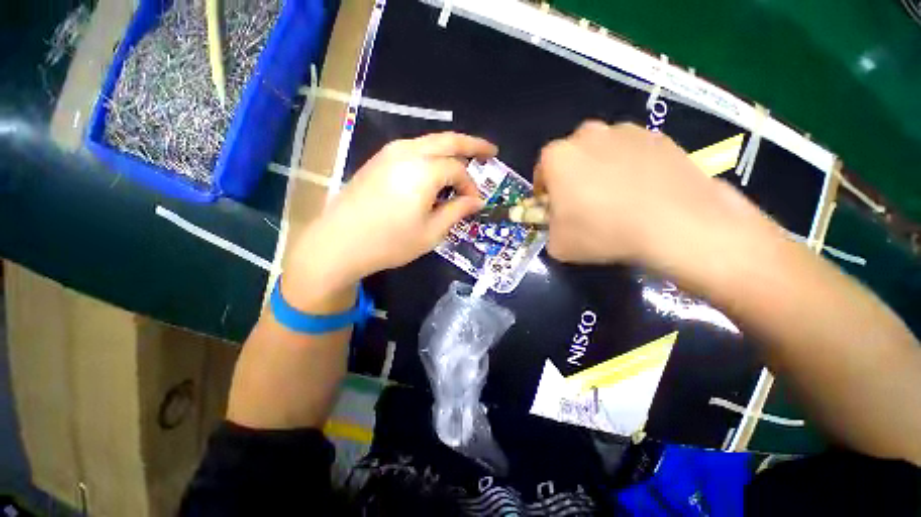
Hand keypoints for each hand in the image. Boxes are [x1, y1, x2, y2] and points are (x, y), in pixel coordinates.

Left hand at [287, 132, 496, 302]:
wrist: (339, 242)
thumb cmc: (390, 242)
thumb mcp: (431, 232)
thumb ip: (457, 211)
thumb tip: (477, 202)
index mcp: (424, 170)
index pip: (458, 170)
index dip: (471, 187)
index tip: (475, 204)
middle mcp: (408, 152)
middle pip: (448, 140)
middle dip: (473, 144)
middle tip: (491, 151)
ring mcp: (389, 153)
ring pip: (429, 142)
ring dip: (450, 149)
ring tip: (465, 161)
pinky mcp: (378, 160)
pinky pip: (413, 150)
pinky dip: (431, 155)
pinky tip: (435, 170)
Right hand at [535, 121, 772, 270]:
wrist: (676, 224)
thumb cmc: (603, 232)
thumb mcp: (558, 244)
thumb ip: (549, 228)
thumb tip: (558, 223)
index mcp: (557, 157)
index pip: (542, 172)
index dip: (546, 193)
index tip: (555, 210)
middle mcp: (587, 135)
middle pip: (572, 158)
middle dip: (572, 178)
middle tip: (585, 203)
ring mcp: (626, 131)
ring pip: (602, 152)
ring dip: (601, 170)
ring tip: (618, 198)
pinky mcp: (658, 136)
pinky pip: (632, 153)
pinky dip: (631, 168)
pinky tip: (643, 192)